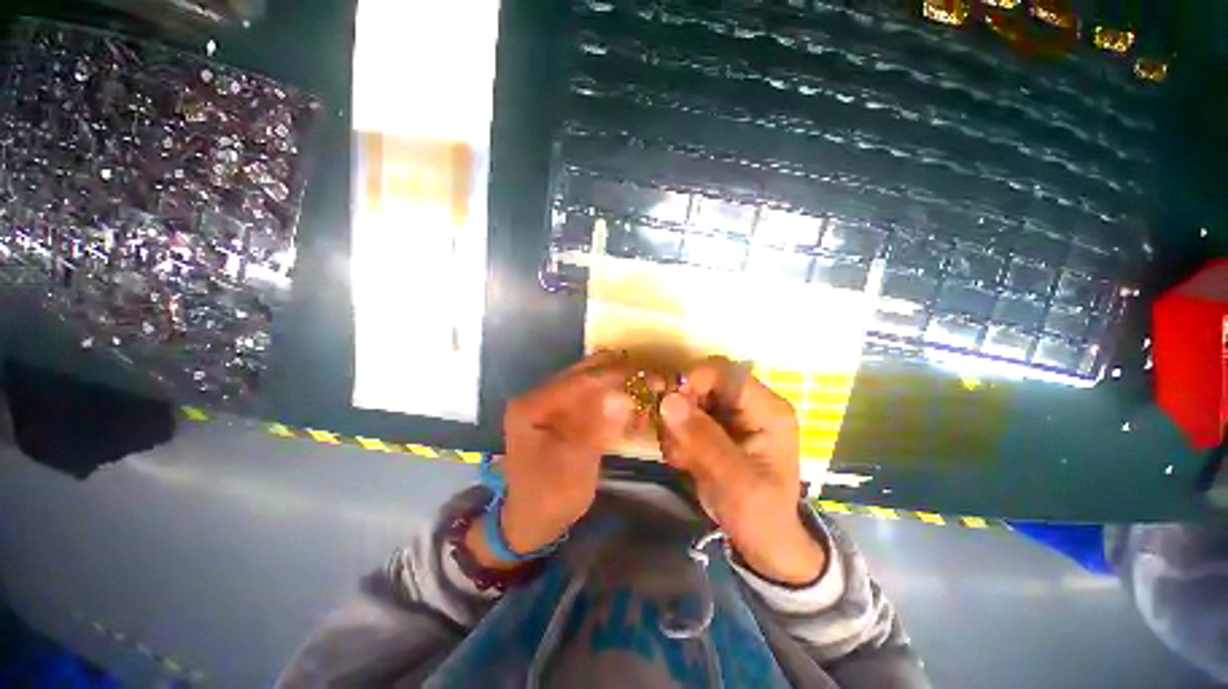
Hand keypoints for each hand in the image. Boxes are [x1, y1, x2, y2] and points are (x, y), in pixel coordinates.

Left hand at [468, 352, 638, 567]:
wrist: (532, 518)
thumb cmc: (549, 497)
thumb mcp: (573, 468)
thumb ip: (596, 430)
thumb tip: (623, 398)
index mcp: (532, 405)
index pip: (580, 381)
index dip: (617, 377)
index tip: (651, 380)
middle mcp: (540, 395)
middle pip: (585, 374)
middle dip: (621, 375)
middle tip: (655, 381)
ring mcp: (551, 401)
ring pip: (591, 380)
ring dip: (620, 384)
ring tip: (649, 390)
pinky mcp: (563, 411)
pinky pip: (592, 395)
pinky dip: (614, 397)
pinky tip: (633, 406)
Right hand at [658, 357, 824, 584]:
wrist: (762, 544)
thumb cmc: (760, 516)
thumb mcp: (735, 482)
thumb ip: (703, 439)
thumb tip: (668, 399)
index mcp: (767, 409)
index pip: (725, 372)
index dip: (693, 381)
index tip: (669, 407)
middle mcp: (748, 404)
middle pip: (701, 383)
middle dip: (681, 411)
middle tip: (675, 443)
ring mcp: (730, 416)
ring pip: (687, 401)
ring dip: (676, 428)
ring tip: (683, 460)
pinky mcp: (714, 428)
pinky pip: (683, 418)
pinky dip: (676, 437)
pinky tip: (684, 462)